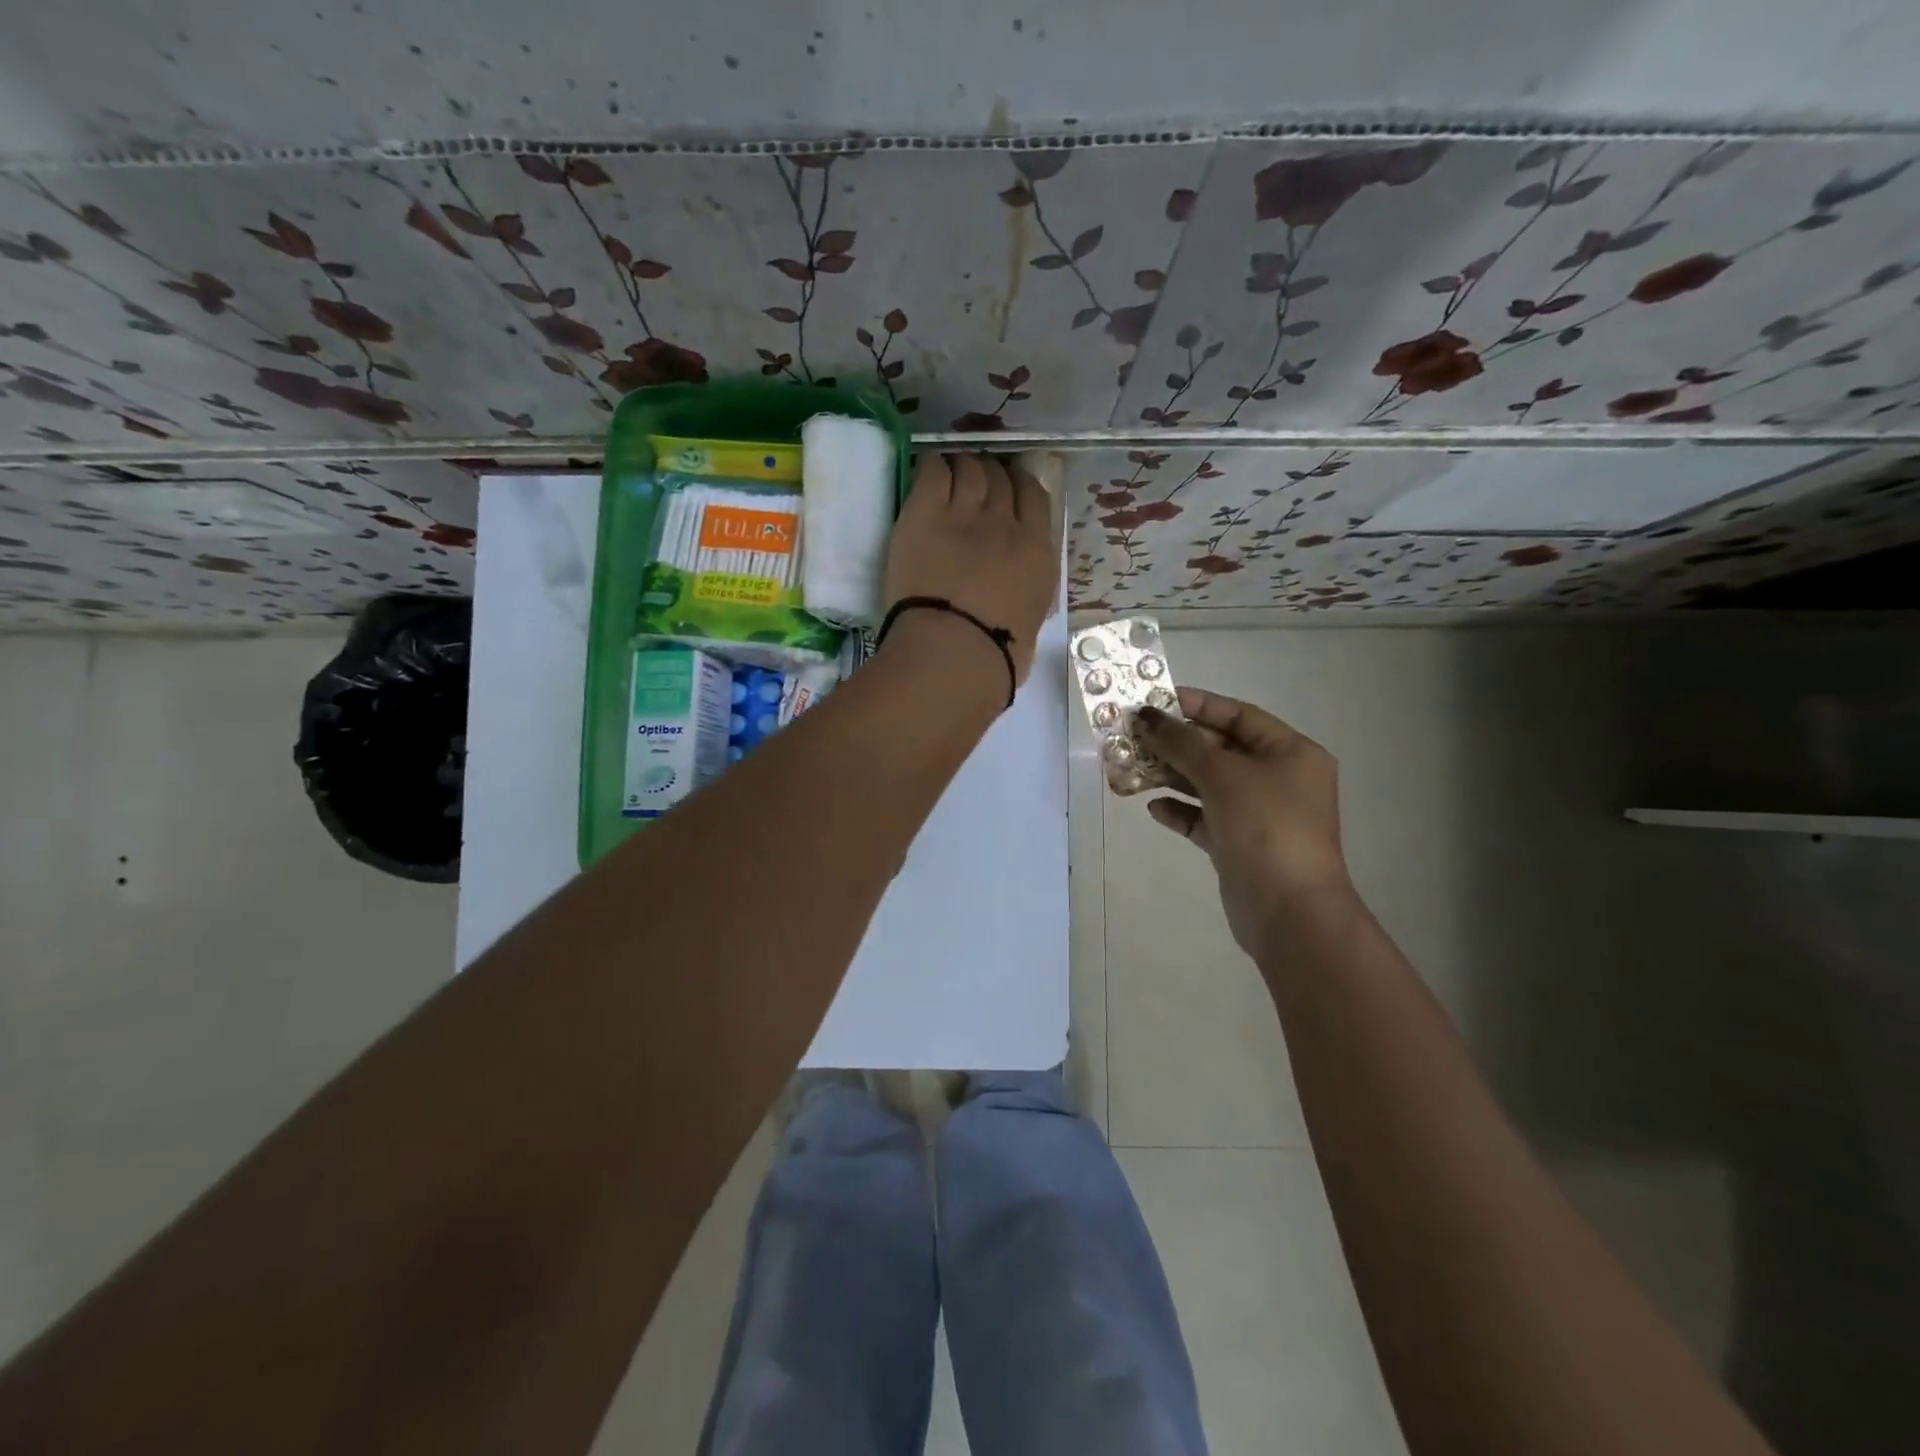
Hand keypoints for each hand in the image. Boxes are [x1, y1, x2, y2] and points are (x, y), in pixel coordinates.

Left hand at [881, 453, 1057, 685]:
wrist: (954, 651)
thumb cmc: (996, 656)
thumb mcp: (1029, 623)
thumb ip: (1025, 594)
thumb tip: (1017, 596)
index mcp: (1037, 553)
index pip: (1035, 498)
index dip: (1020, 486)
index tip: (1009, 489)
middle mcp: (1005, 524)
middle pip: (1001, 479)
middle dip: (991, 475)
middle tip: (977, 482)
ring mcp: (964, 514)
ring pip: (969, 469)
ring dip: (963, 467)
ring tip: (953, 473)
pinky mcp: (925, 514)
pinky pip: (933, 472)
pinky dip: (934, 467)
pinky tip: (929, 471)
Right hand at [1136, 687, 1352, 958]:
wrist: (1288, 911)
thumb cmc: (1265, 827)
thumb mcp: (1222, 774)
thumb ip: (1181, 742)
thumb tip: (1145, 717)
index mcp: (1291, 753)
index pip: (1239, 715)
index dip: (1197, 705)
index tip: (1155, 700)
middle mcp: (1278, 780)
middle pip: (1220, 749)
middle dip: (1177, 742)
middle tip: (1134, 735)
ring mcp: (1259, 815)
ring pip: (1208, 784)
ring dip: (1171, 775)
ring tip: (1132, 769)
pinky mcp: (1240, 845)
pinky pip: (1204, 818)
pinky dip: (1180, 811)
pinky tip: (1153, 808)